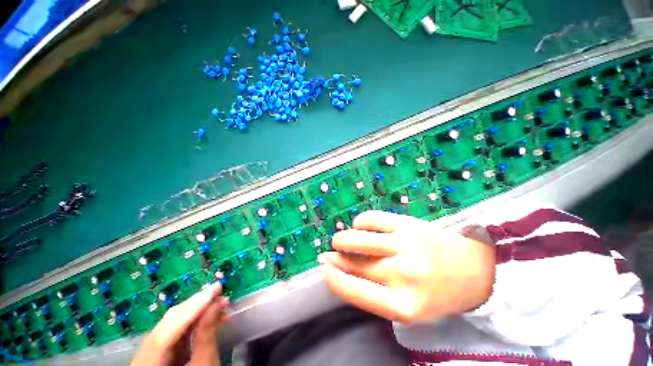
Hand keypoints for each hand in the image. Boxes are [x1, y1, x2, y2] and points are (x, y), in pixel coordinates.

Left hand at [130, 283, 228, 365]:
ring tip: (220, 302)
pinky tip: (210, 314)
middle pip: (168, 323)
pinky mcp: (159, 350)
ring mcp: (149, 352)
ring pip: (172, 324)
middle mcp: (142, 356)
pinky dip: (194, 320)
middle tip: (219, 290)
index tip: (215, 289)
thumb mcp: (205, 364)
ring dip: (198, 310)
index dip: (193, 308)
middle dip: (197, 305)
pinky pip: (175, 330)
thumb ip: (206, 335)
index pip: (167, 331)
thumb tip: (216, 304)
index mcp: (148, 365)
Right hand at [319, 211, 494, 322]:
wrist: (476, 270)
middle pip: (354, 262)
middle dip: (335, 257)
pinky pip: (371, 219)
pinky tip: (361, 227)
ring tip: (341, 240)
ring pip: (358, 238)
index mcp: (402, 306)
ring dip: (343, 239)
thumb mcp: (406, 304)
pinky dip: (359, 222)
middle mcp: (402, 275)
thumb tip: (339, 270)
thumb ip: (373, 290)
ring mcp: (405, 246)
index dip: (333, 278)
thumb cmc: (437, 292)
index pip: (354, 291)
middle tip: (331, 253)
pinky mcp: (408, 224)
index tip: (323, 268)